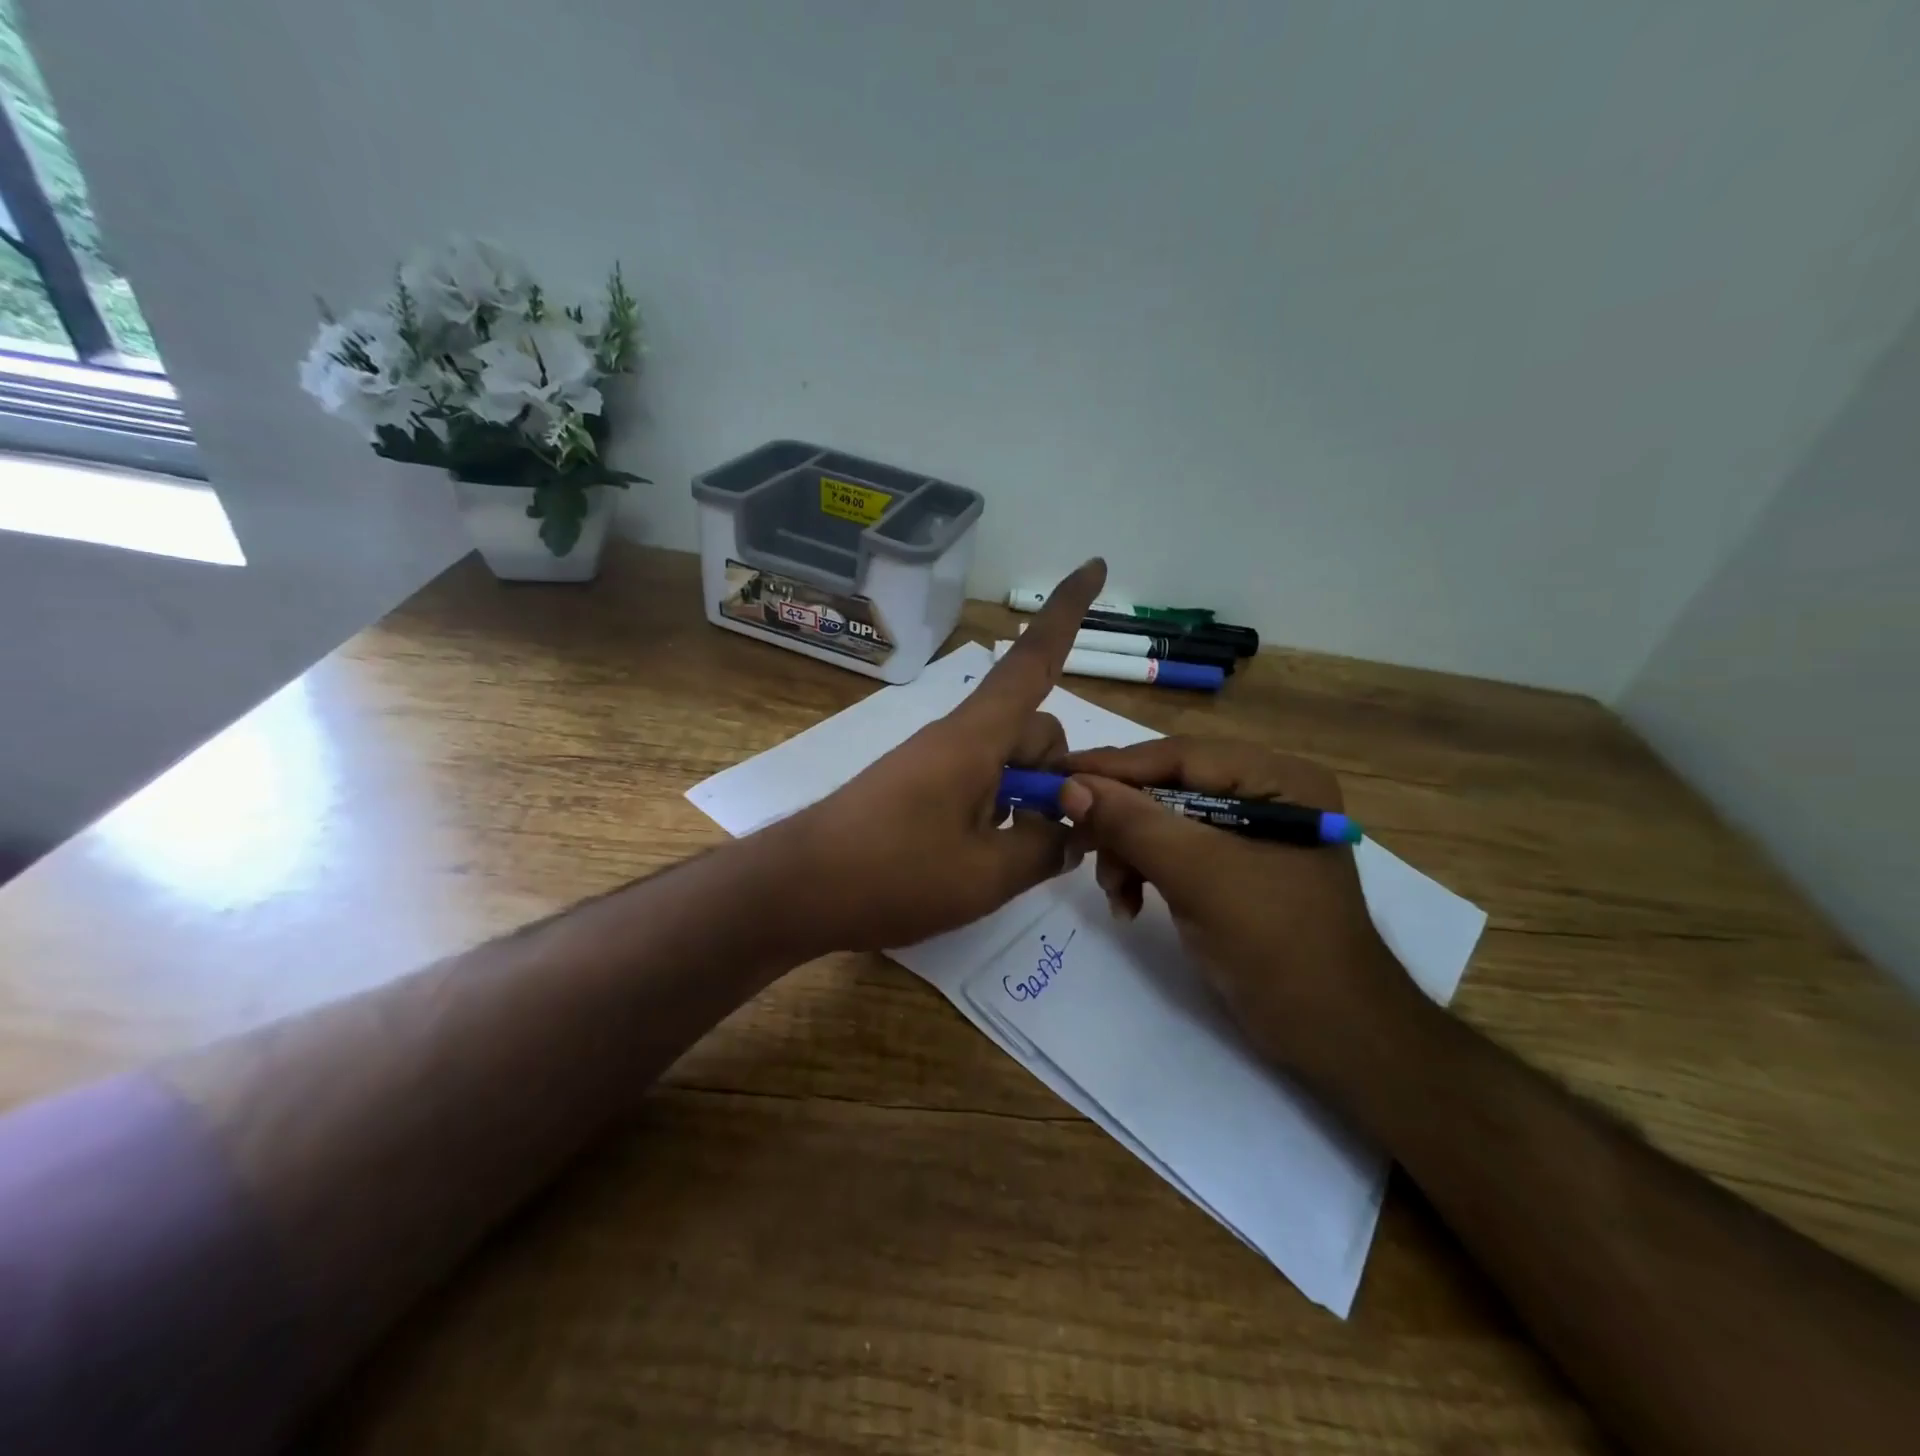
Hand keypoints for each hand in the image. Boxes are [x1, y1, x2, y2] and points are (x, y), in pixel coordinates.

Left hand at [776, 558, 1107, 953]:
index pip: (1032, 660)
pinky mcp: (918, 787)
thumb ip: (1043, 848)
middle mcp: (958, 737)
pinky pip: (978, 781)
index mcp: (977, 737)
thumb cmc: (893, 874)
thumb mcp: (986, 874)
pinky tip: (988, 856)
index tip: (1095, 564)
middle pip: (1032, 728)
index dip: (1067, 612)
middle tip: (1059, 835)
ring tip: (1018, 856)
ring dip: (1028, 798)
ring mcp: (934, 761)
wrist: (796, 888)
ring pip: (1007, 759)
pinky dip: (999, 809)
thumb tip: (1071, 831)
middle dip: (1058, 773)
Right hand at [1057, 737, 1420, 1091]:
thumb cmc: (1275, 945)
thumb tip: (1070, 785)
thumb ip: (1132, 824)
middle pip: (1168, 787)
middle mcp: (1264, 794)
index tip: (1056, 774)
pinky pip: (1173, 852)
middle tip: (1075, 840)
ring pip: (1163, 822)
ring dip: (1129, 853)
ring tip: (1115, 894)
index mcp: (1277, 779)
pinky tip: (1129, 904)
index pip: (1180, 756)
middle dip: (1122, 821)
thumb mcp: (1198, 875)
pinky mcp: (1232, 868)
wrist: (1332, 1035)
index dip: (1115, 767)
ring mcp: (1248, 833)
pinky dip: (1144, 872)